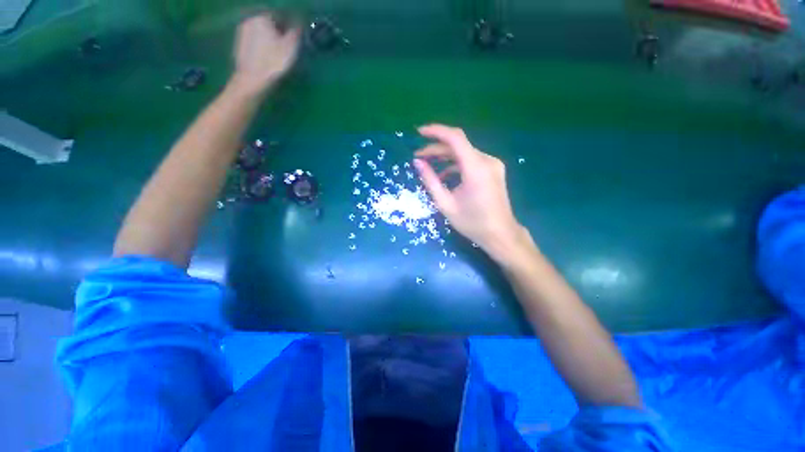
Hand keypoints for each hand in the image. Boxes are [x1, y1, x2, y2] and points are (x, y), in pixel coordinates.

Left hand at [230, 13, 300, 94]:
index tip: (296, 37)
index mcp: (262, 17)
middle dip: (279, 31)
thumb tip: (299, 24)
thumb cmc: (273, 62)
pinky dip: (262, 46)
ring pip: (261, 32)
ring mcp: (242, 32)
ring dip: (270, 39)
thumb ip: (295, 32)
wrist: (252, 80)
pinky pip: (255, 41)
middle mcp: (250, 20)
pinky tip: (268, 58)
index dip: (290, 26)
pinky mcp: (239, 45)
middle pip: (269, 23)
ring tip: (278, 53)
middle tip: (288, 46)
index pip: (280, 16)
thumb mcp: (290, 47)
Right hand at [414, 124, 528, 264]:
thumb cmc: (472, 222)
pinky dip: (456, 164)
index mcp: (476, 168)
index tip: (419, 132)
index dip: (436, 131)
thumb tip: (418, 162)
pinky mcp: (494, 170)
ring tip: (428, 165)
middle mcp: (487, 160)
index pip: (455, 138)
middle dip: (436, 148)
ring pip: (464, 152)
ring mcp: (492, 164)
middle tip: (419, 157)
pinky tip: (445, 175)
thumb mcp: (446, 204)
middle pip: (458, 145)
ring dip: (445, 156)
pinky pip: (471, 160)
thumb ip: (430, 181)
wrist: (500, 234)